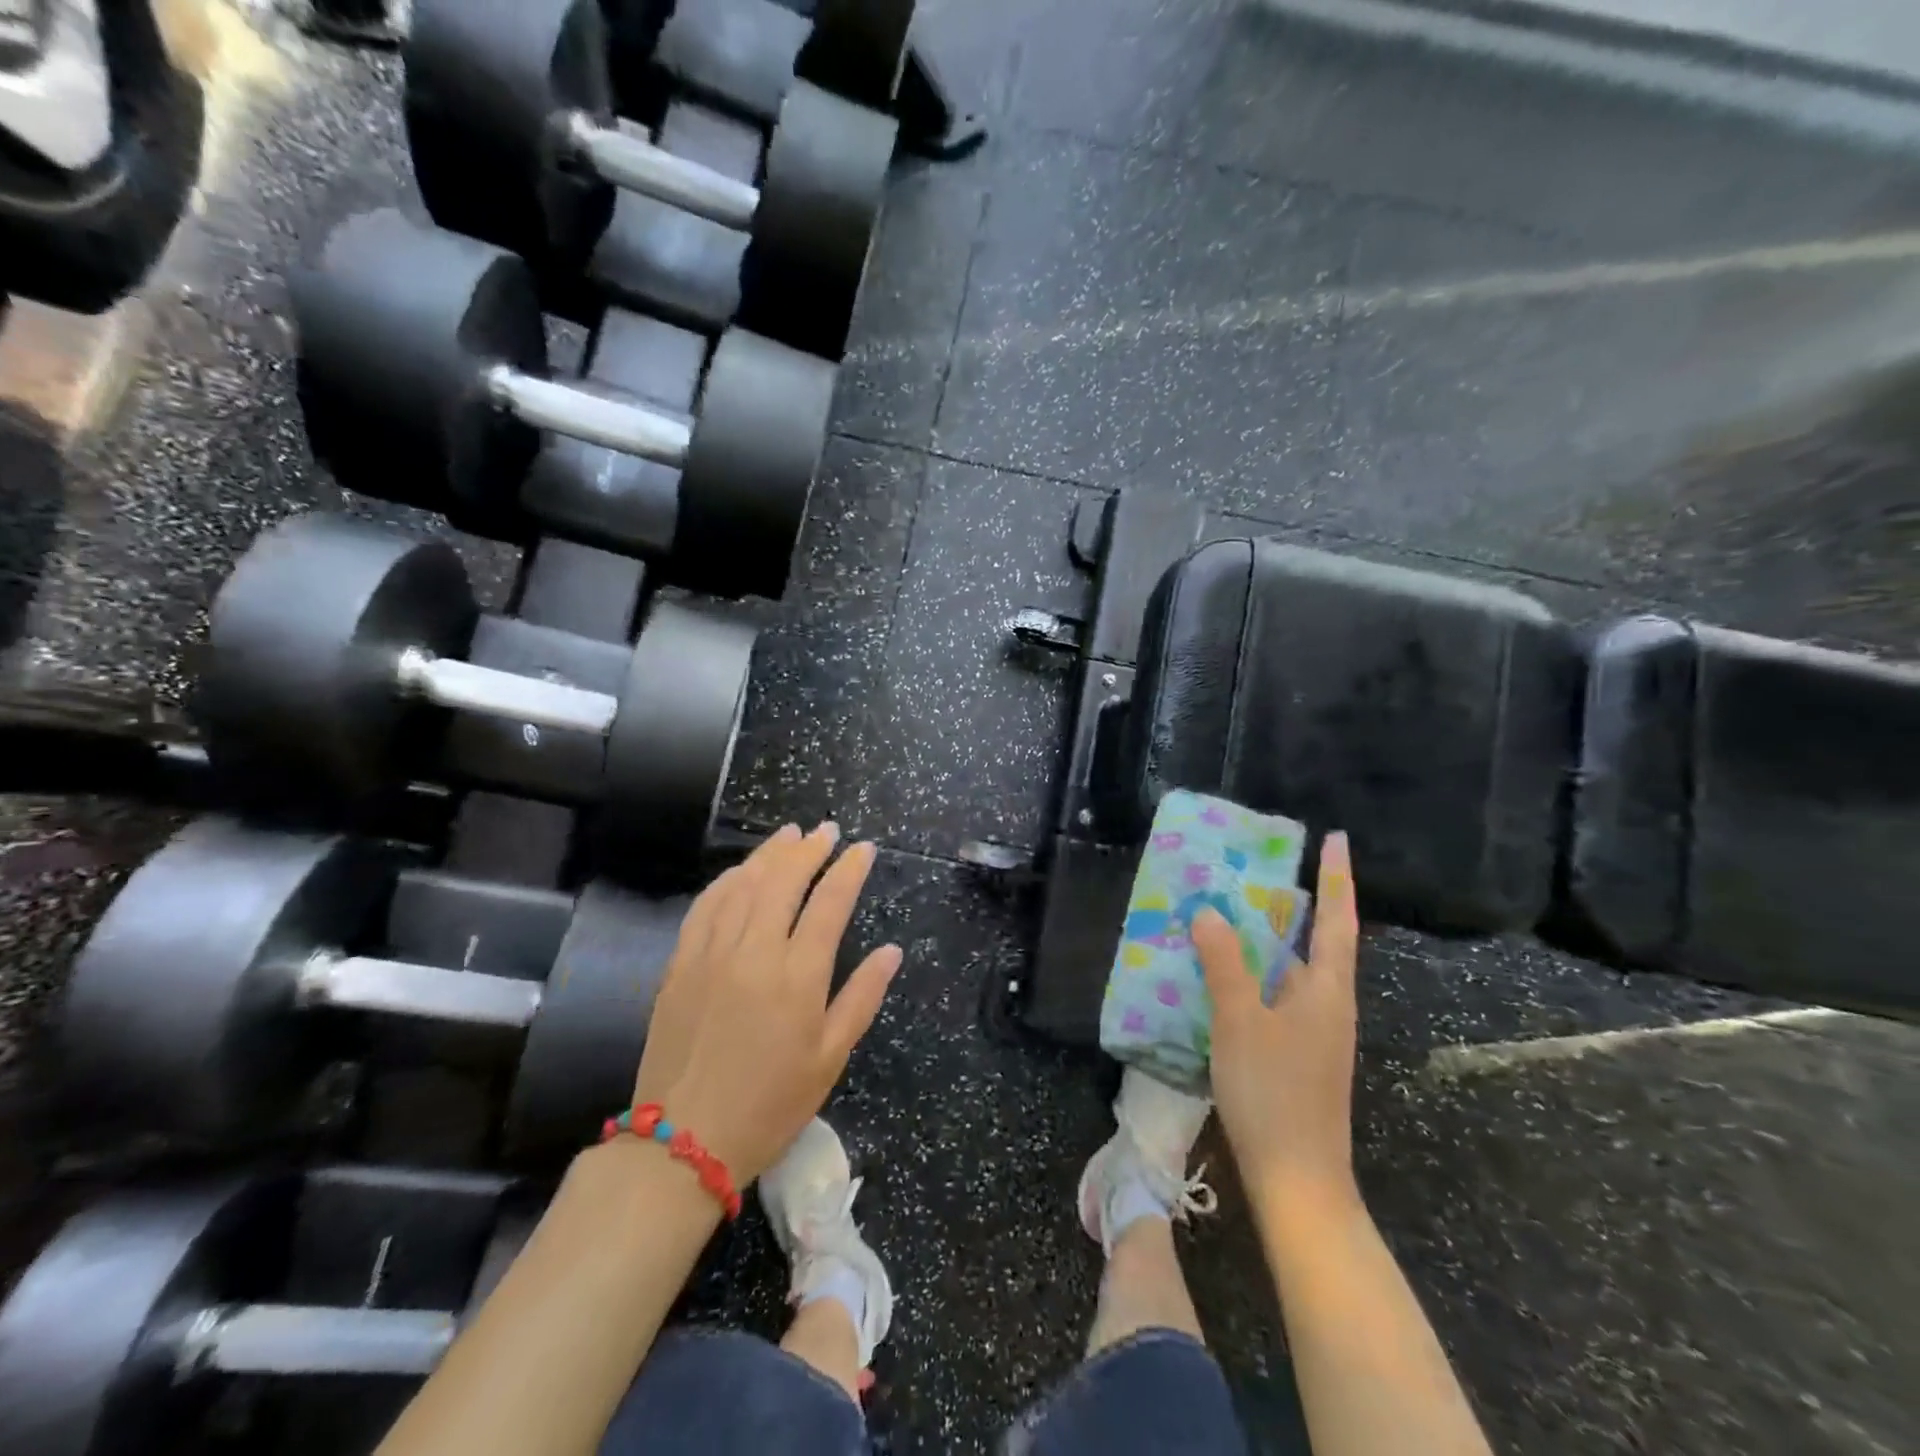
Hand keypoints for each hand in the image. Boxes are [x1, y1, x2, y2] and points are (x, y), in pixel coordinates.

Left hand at [629, 823, 901, 1183]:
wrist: (683, 1142)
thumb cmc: (770, 1104)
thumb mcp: (830, 1058)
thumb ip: (862, 998)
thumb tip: (891, 951)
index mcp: (798, 976)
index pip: (830, 903)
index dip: (849, 869)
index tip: (863, 848)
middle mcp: (755, 952)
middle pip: (784, 880)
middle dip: (809, 848)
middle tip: (827, 830)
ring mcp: (712, 953)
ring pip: (743, 884)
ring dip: (769, 854)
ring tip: (789, 834)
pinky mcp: (680, 964)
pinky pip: (705, 906)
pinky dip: (726, 880)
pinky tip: (739, 871)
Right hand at [1194, 831, 1360, 1218]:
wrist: (1298, 1179)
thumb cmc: (1274, 1093)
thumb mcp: (1240, 1021)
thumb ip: (1224, 964)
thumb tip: (1209, 913)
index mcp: (1326, 990)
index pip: (1336, 919)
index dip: (1336, 877)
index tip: (1336, 839)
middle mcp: (1327, 1004)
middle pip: (1314, 941)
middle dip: (1292, 903)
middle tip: (1257, 869)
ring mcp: (1314, 1032)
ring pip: (1290, 970)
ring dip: (1266, 940)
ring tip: (1229, 911)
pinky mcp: (1296, 1053)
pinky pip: (1275, 995)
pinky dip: (1252, 973)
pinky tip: (1220, 973)